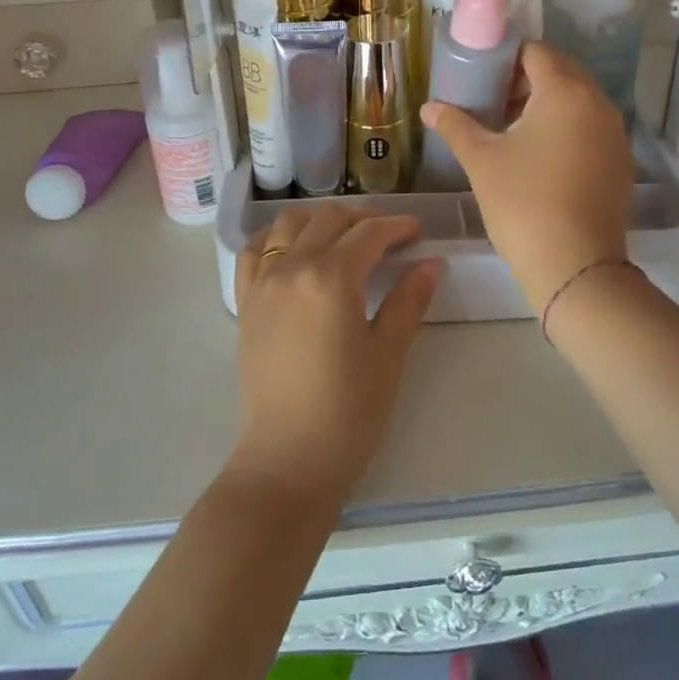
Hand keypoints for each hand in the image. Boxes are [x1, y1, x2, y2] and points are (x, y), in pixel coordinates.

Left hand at [230, 206, 441, 504]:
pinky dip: (276, 238)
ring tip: (342, 239)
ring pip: (289, 224)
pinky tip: (294, 250)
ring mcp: (263, 283)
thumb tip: (432, 263)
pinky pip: (254, 251)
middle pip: (329, 219)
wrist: (288, 460)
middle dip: (363, 219)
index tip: (418, 231)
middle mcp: (292, 267)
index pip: (369, 233)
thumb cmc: (348, 411)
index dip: (397, 226)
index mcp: (331, 277)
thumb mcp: (388, 354)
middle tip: (388, 238)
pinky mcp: (246, 303)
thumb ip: (409, 300)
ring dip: (319, 221)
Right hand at [421, 42, 633, 309]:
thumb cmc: (523, 202)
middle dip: (526, 80)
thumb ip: (455, 125)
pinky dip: (566, 128)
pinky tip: (540, 157)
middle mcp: (597, 103)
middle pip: (561, 72)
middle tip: (492, 102)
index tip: (481, 77)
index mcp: (565, 92)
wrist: (575, 266)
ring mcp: (615, 134)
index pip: (536, 52)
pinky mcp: (620, 162)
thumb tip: (429, 107)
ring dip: (546, 104)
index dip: (506, 58)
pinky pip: (590, 127)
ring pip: (578, 101)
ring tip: (511, 130)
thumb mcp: (482, 160)